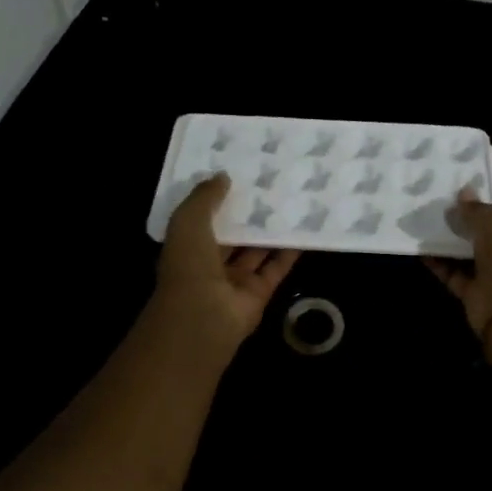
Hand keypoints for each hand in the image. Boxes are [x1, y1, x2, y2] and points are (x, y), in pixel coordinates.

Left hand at [148, 173, 299, 357]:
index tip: (235, 174)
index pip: (202, 219)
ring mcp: (236, 280)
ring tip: (289, 200)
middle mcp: (210, 265)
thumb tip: (223, 176)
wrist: (204, 316)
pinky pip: (277, 267)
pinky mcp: (260, 292)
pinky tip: (304, 229)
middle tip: (268, 183)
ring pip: (256, 250)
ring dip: (270, 230)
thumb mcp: (188, 221)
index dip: (216, 199)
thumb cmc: (189, 265)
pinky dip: (290, 251)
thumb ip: (205, 197)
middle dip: (246, 214)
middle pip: (232, 235)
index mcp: (187, 247)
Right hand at [425, 174, 491, 334]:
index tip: (469, 171)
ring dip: (452, 236)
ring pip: (473, 248)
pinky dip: (441, 261)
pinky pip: (457, 272)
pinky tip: (421, 247)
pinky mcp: (480, 290)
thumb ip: (476, 205)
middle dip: (469, 210)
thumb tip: (463, 197)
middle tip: (443, 193)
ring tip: (427, 216)